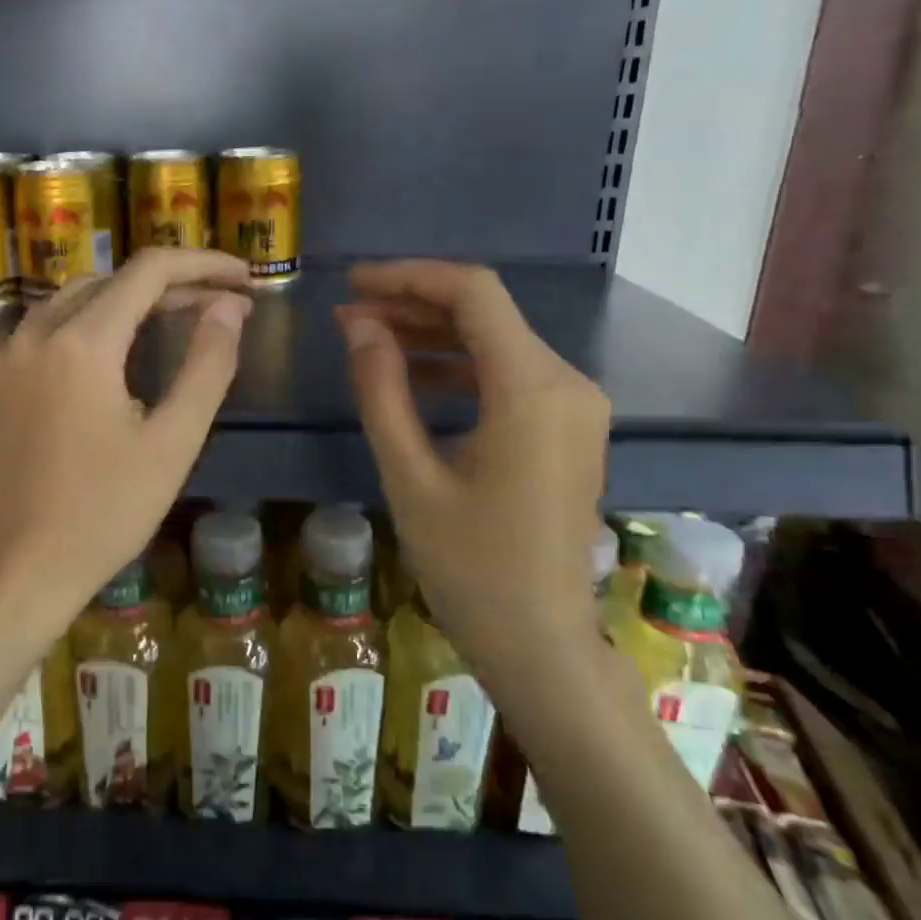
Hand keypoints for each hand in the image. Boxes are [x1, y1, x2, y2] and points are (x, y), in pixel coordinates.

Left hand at [0, 249, 253, 639]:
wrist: (25, 565)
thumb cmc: (108, 510)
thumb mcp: (174, 440)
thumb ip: (208, 364)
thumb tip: (229, 306)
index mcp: (82, 343)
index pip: (149, 272)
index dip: (203, 265)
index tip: (245, 280)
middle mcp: (37, 333)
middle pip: (112, 281)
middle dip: (171, 284)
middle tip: (222, 306)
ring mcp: (10, 356)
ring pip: (76, 298)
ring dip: (129, 299)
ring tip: (179, 317)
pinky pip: (49, 326)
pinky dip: (92, 320)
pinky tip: (119, 348)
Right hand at [335, 260, 610, 684]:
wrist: (540, 642)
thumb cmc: (470, 566)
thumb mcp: (410, 475)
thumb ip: (381, 391)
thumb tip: (358, 325)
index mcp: (533, 389)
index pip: (473, 294)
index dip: (408, 277)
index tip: (352, 284)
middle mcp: (567, 382)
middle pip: (485, 313)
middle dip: (412, 305)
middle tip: (347, 316)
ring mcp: (573, 405)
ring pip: (495, 342)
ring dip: (431, 335)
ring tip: (366, 340)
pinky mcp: (566, 427)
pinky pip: (507, 375)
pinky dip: (457, 367)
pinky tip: (410, 376)